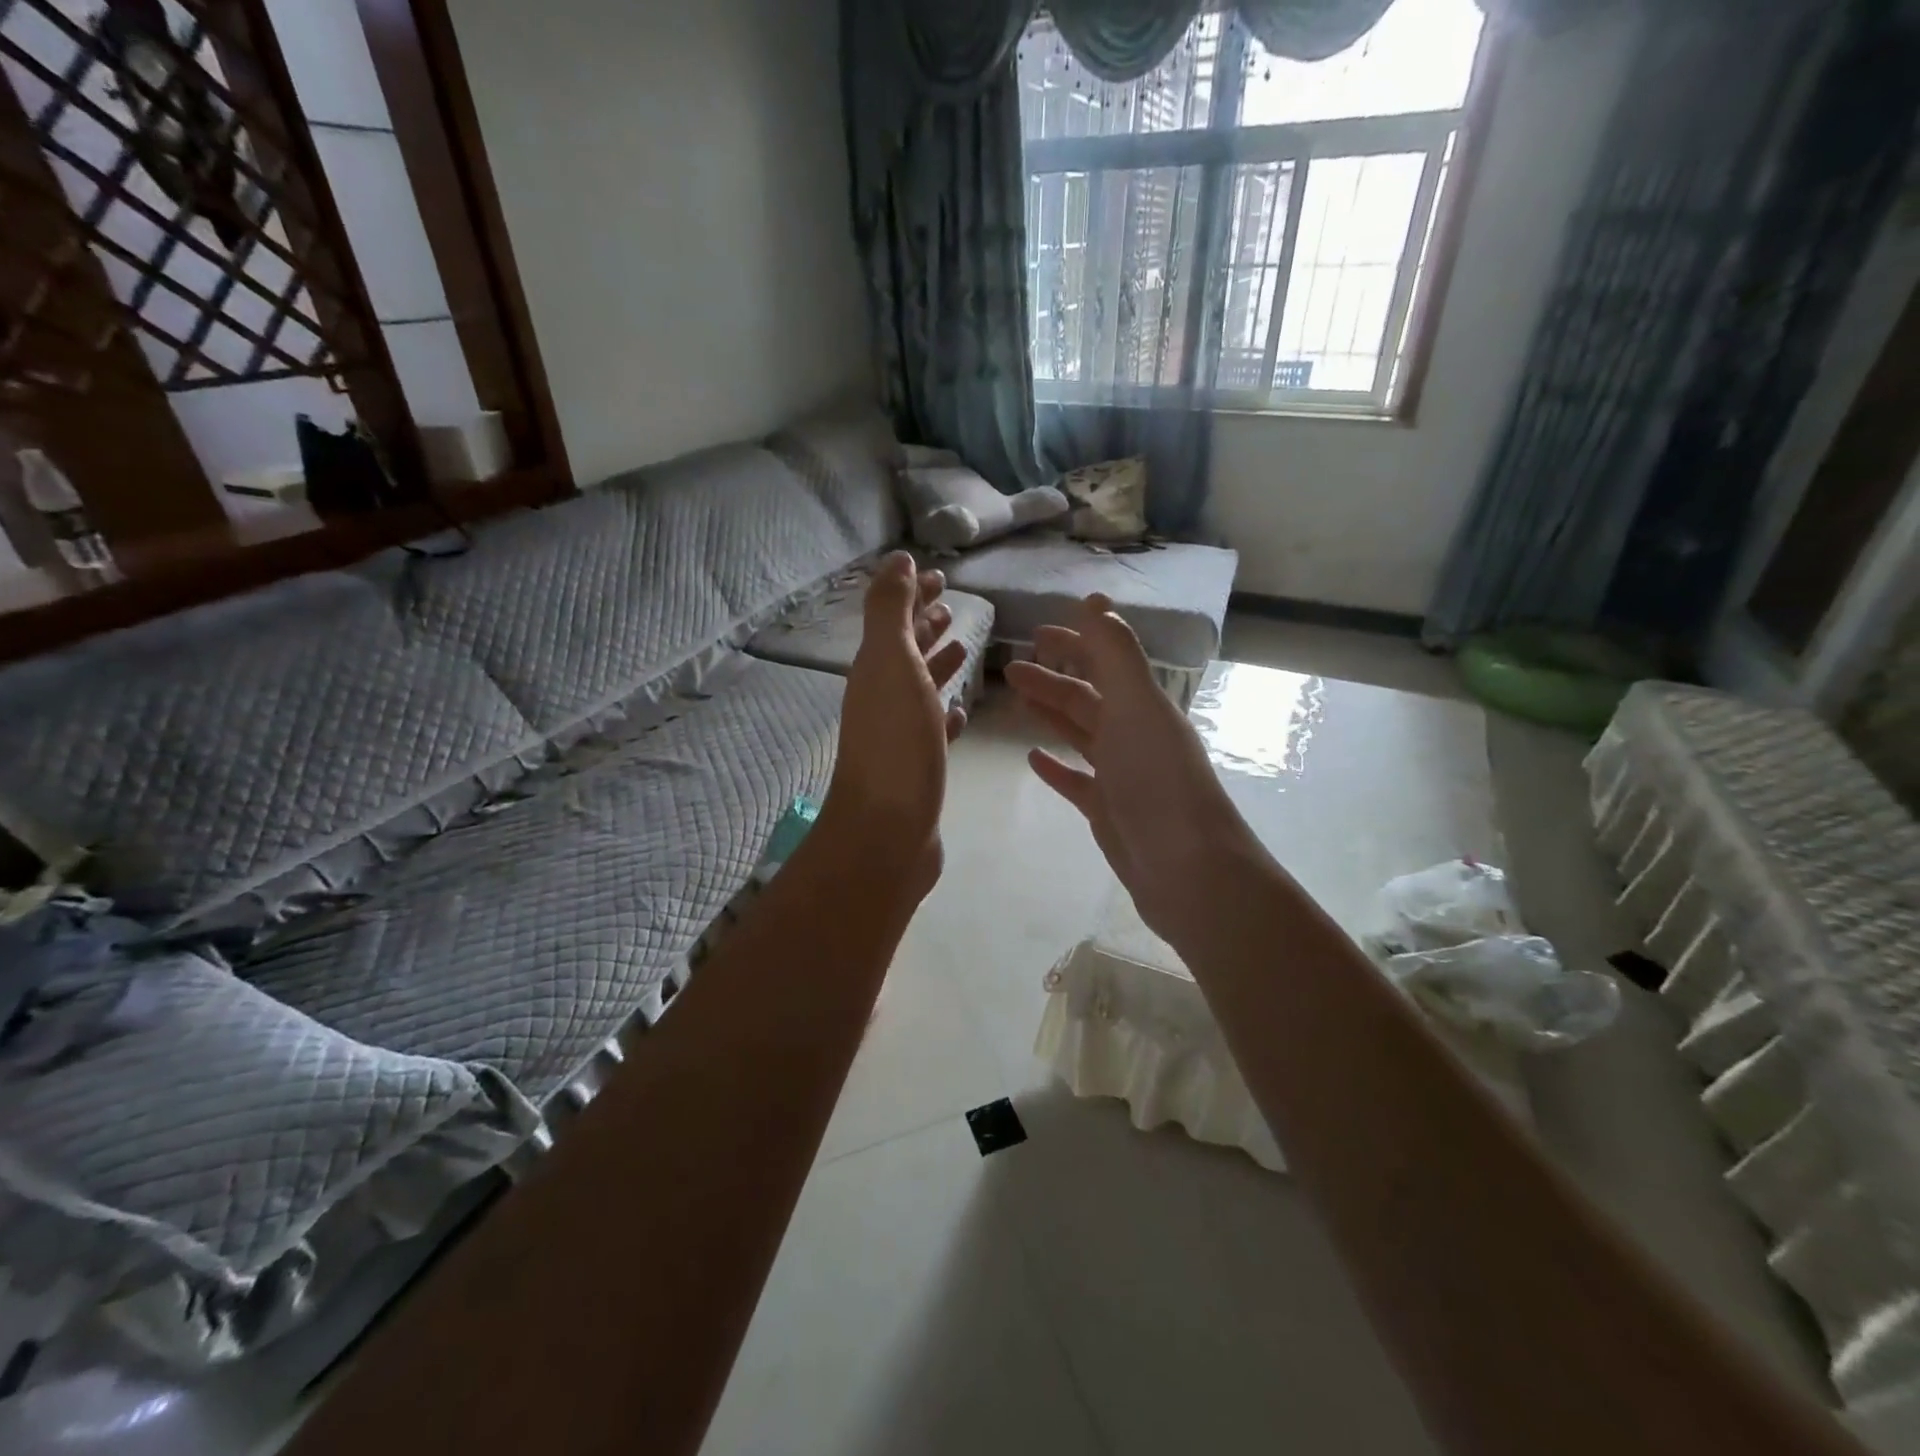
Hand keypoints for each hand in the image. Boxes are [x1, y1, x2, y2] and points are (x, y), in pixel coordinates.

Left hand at [817, 552, 967, 899]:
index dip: (914, 594)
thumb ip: (891, 611)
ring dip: (939, 664)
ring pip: (921, 688)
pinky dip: (946, 712)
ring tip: (964, 646)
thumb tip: (896, 559)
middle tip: (952, 605)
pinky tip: (961, 709)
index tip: (939, 575)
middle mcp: (884, 697)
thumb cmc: (895, 743)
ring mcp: (900, 734)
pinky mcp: (919, 767)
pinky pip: (934, 729)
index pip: (895, 618)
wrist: (887, 832)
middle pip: (907, 651)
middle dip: (926, 624)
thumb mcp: (891, 664)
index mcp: (877, 669)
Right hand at [1005, 596, 1265, 950]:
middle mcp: (1134, 735)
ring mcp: (1121, 775)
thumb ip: (1115, 653)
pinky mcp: (1108, 810)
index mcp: (1143, 706)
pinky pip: (1076, 780)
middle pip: (1087, 697)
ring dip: (1051, 713)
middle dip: (1052, 678)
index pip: (1106, 662)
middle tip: (1011, 667)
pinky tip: (1032, 758)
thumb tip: (1094, 600)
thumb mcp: (1136, 706)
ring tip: (1017, 699)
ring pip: (1080, 734)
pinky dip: (1055, 766)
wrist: (1186, 869)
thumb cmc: (1158, 780)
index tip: (1038, 632)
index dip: (1076, 642)